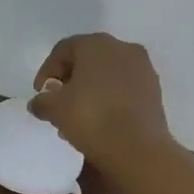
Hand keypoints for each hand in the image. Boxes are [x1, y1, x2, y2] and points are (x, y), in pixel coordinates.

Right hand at [28, 32, 173, 169]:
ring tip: (77, 118)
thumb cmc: (91, 118)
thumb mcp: (55, 109)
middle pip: (87, 60)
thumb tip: (39, 102)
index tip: (40, 94)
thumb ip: (42, 101)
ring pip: (106, 75)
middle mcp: (122, 48)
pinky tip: (100, 121)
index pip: (63, 50)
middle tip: (58, 104)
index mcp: (96, 44)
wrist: (137, 148)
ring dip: (89, 91)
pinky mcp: (154, 90)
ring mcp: (143, 68)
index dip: (47, 71)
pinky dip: (109, 99)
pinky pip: (123, 88)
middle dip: (69, 81)